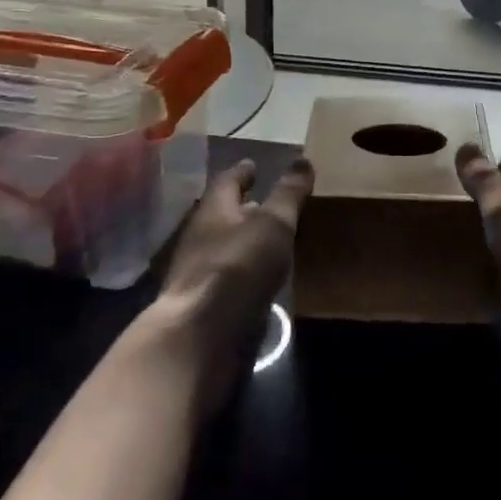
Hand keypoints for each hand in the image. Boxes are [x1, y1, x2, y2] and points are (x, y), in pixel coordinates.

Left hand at [152, 157, 311, 413]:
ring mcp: (200, 276)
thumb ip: (288, 194)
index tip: (253, 164)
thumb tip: (302, 159)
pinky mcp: (206, 308)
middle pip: (223, 215)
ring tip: (272, 239)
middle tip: (269, 201)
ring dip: (246, 241)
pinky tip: (264, 279)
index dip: (242, 172)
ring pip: (226, 248)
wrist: (198, 339)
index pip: (227, 181)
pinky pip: (231, 280)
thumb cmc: (236, 267)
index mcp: (213, 211)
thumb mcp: (272, 224)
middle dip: (244, 207)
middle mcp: (201, 238)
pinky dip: (247, 273)